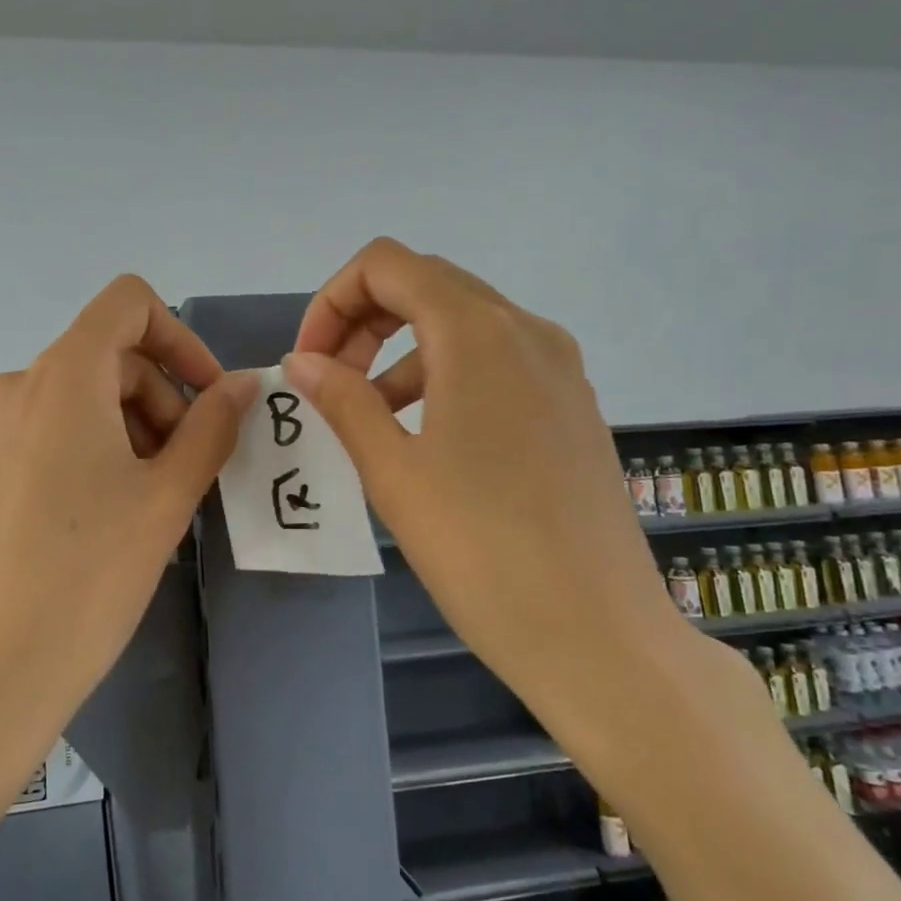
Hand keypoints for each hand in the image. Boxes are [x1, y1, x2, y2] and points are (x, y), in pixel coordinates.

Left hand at [0, 275, 256, 771]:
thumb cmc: (90, 575)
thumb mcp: (167, 497)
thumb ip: (213, 426)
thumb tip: (244, 383)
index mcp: (62, 374)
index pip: (128, 303)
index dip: (181, 338)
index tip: (209, 398)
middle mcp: (19, 384)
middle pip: (112, 356)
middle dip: (164, 399)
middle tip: (188, 470)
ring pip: (85, 394)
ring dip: (135, 427)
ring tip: (153, 501)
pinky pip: (55, 427)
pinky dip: (98, 446)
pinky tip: (112, 512)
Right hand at [284, 239, 696, 725]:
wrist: (598, 635)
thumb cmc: (481, 549)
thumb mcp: (394, 471)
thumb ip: (342, 400)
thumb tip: (302, 361)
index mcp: (477, 333)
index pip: (387, 264)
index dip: (333, 301)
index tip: (310, 362)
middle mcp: (525, 330)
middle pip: (425, 283)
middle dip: (362, 319)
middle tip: (328, 380)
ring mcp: (558, 367)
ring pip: (460, 321)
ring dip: (399, 348)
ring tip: (366, 413)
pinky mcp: (571, 405)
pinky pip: (494, 359)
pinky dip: (442, 372)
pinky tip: (423, 433)